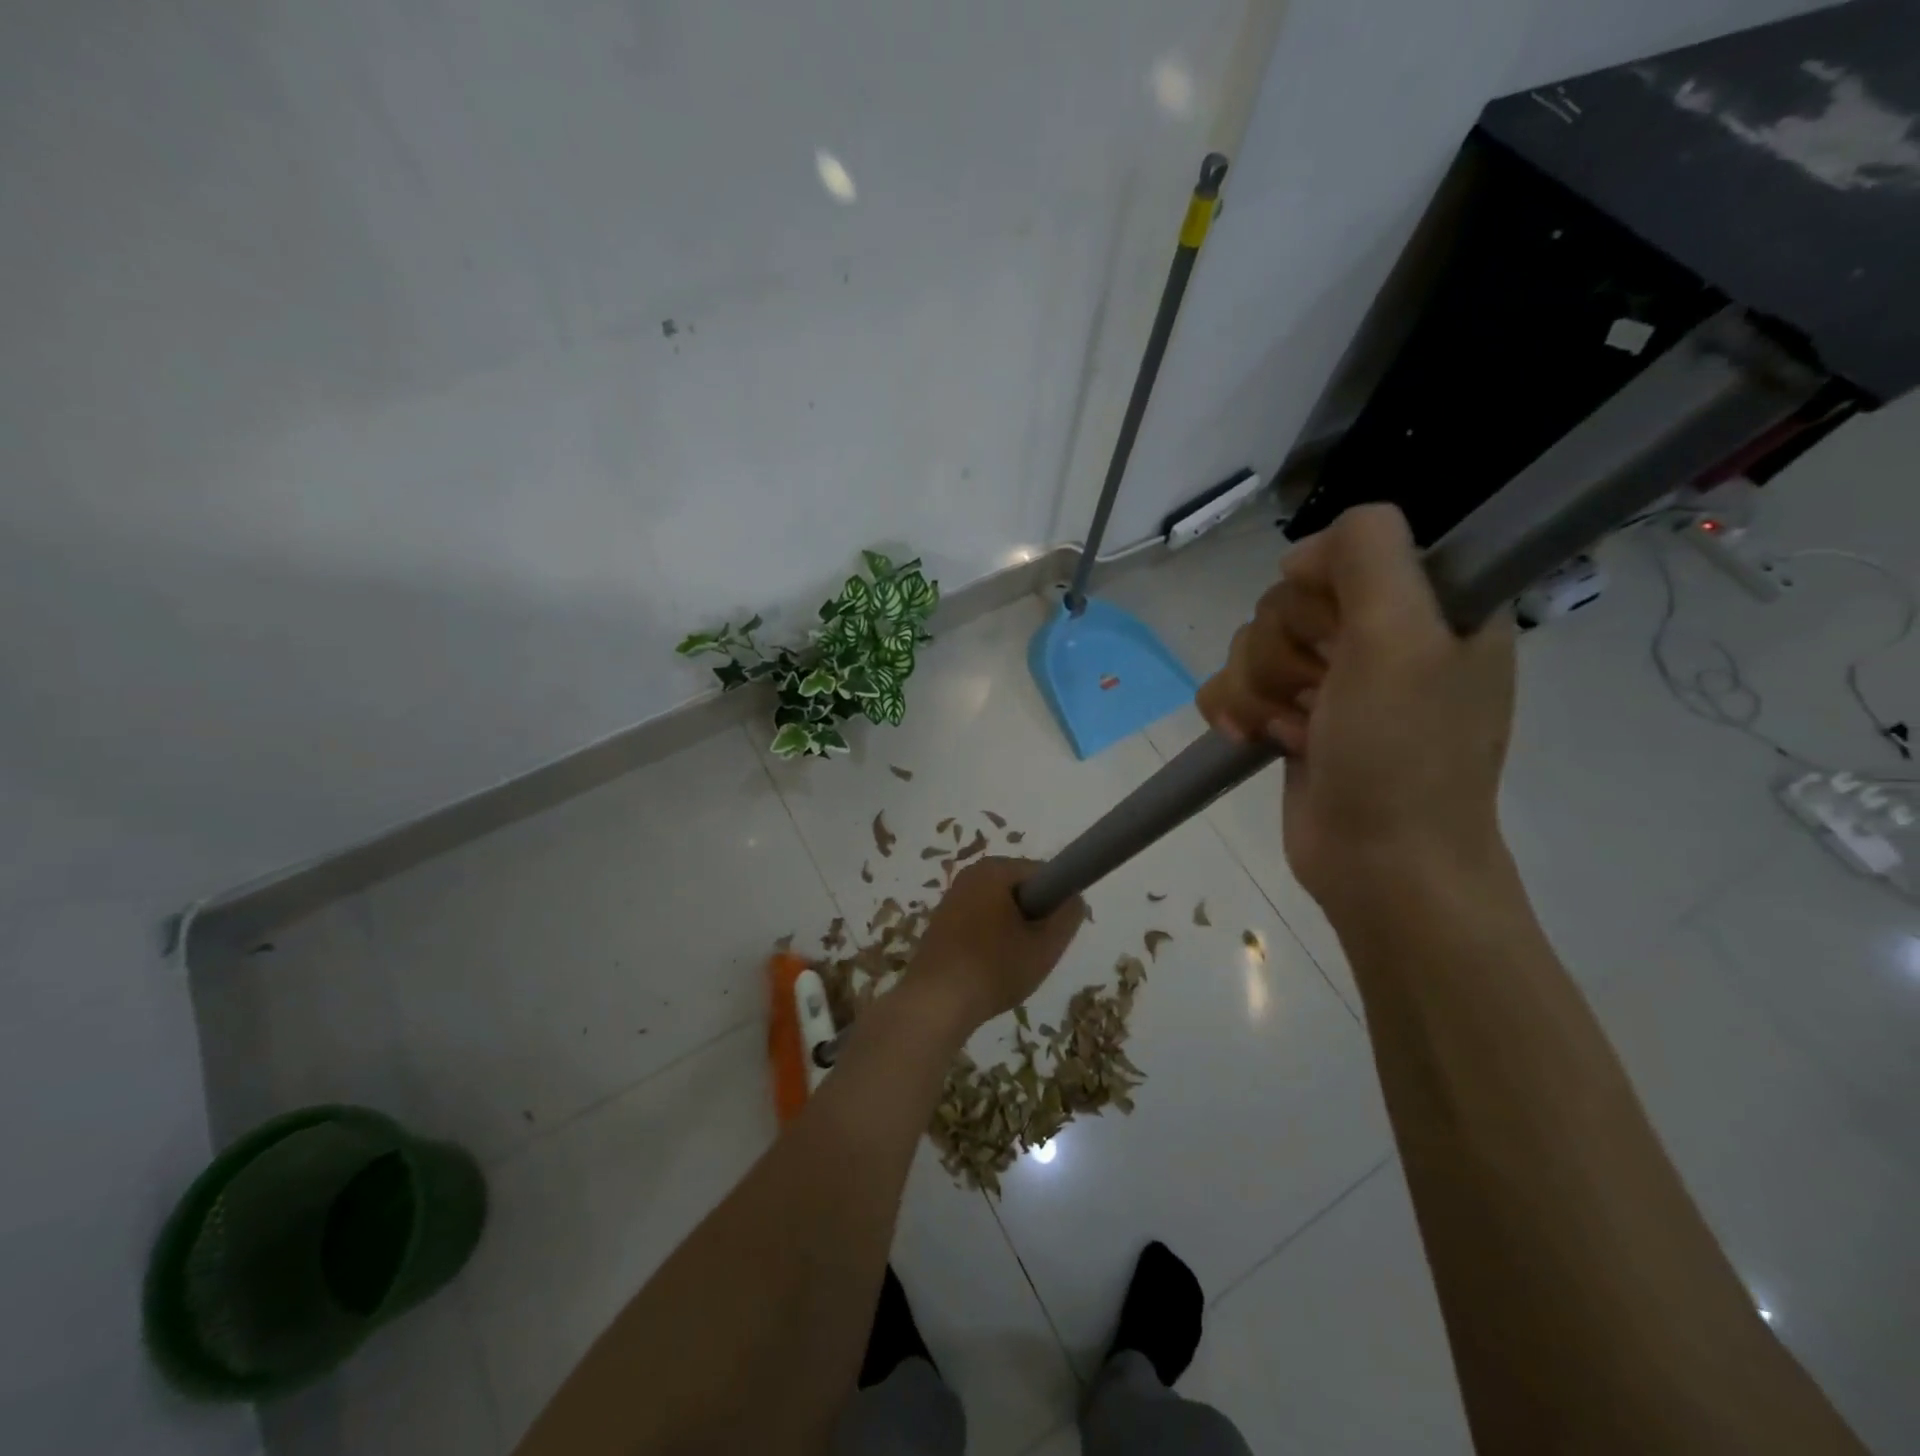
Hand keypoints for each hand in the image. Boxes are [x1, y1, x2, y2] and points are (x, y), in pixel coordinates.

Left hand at [910, 858, 1085, 1027]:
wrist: (935, 1003)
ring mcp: (952, 898)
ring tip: (1011, 965)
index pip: (1043, 874)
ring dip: (1013, 933)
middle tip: (1034, 953)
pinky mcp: (942, 923)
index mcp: (993, 869)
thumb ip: (1068, 916)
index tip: (1053, 935)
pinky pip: (980, 923)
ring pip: (1001, 910)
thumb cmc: (994, 968)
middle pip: (1021, 891)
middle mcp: (970, 875)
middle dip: (1033, 919)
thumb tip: (1074, 899)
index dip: (1056, 903)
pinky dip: (991, 942)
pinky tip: (990, 970)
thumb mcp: (1045, 946)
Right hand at [1195, 504, 1515, 917]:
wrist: (1381, 865)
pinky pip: (1232, 684)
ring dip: (1259, 688)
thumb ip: (1367, 555)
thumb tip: (1300, 556)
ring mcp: (1332, 680)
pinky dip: (1235, 709)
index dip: (1325, 590)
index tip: (1339, 635)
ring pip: (1253, 642)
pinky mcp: (1290, 716)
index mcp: (1429, 606)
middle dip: (1285, 651)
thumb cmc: (1402, 755)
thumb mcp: (1402, 638)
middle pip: (1288, 600)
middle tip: (1320, 695)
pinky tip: (1253, 739)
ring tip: (1292, 731)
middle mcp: (1380, 636)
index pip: (1348, 552)